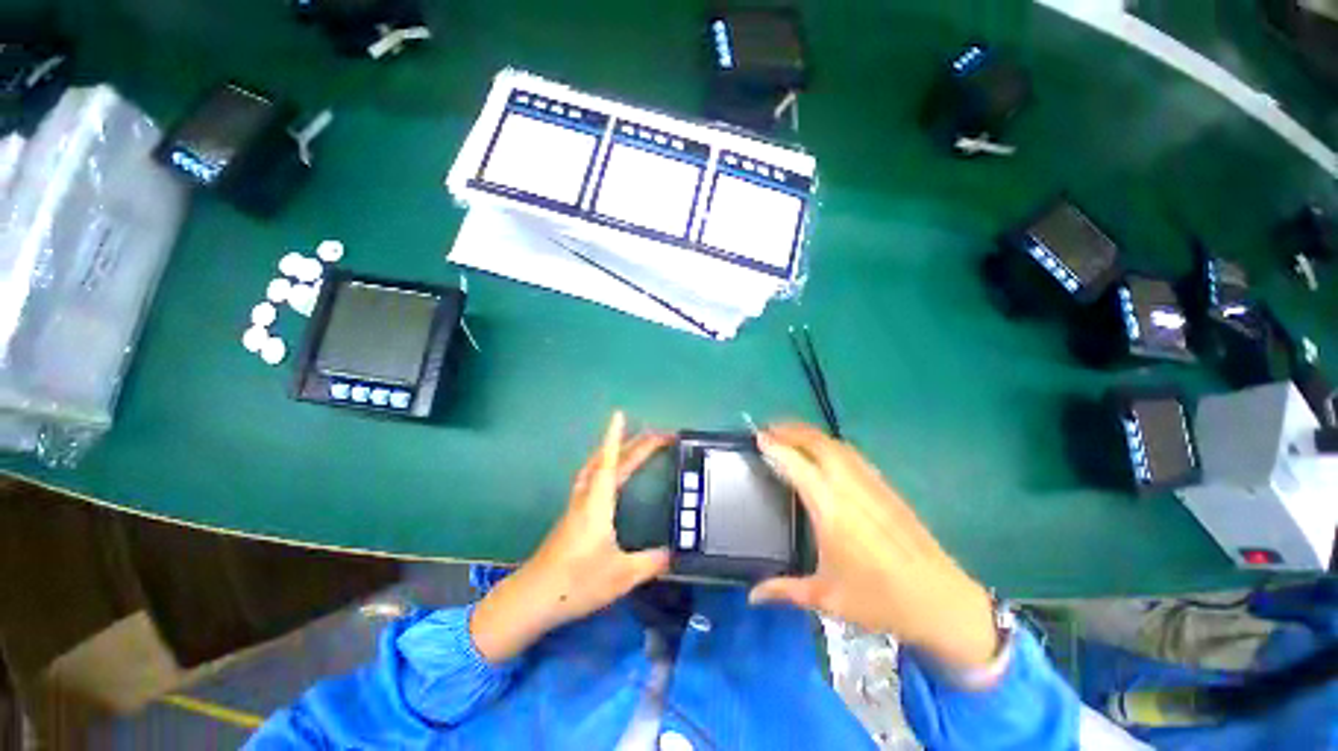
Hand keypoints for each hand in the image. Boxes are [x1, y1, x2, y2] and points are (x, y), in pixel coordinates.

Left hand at [471, 412, 670, 662]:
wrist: (532, 598)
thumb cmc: (576, 583)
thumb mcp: (621, 576)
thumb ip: (651, 562)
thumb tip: (676, 553)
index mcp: (598, 504)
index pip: (609, 462)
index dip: (615, 437)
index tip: (619, 414)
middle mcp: (586, 497)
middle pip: (607, 461)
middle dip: (630, 443)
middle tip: (655, 435)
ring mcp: (576, 505)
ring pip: (595, 467)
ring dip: (613, 451)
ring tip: (632, 444)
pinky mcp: (572, 514)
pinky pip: (591, 478)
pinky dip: (603, 465)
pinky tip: (610, 474)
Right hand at [750, 424, 999, 672]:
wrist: (942, 602)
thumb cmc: (880, 600)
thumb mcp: (826, 598)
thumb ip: (784, 590)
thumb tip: (752, 596)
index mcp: (831, 509)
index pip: (797, 465)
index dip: (776, 447)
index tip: (758, 437)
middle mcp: (850, 487)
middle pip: (818, 443)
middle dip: (791, 430)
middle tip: (769, 429)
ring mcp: (871, 484)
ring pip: (837, 445)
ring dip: (811, 434)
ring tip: (790, 434)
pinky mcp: (886, 488)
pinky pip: (852, 455)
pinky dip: (831, 444)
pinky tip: (824, 452)